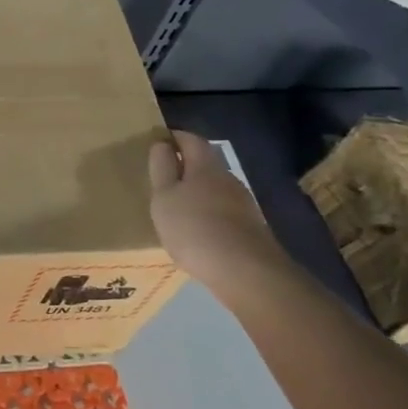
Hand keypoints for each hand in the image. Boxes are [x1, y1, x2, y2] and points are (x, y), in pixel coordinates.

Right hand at [149, 131, 284, 286]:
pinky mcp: (250, 226)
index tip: (157, 143)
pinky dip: (208, 213)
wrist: (244, 271)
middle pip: (205, 163)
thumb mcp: (164, 196)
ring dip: (197, 192)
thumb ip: (161, 168)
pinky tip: (198, 231)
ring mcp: (243, 203)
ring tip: (177, 208)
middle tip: (162, 178)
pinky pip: (223, 210)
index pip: (191, 139)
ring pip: (215, 187)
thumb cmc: (194, 227)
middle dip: (185, 166)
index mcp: (205, 166)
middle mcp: (228, 178)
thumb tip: (162, 144)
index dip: (174, 137)